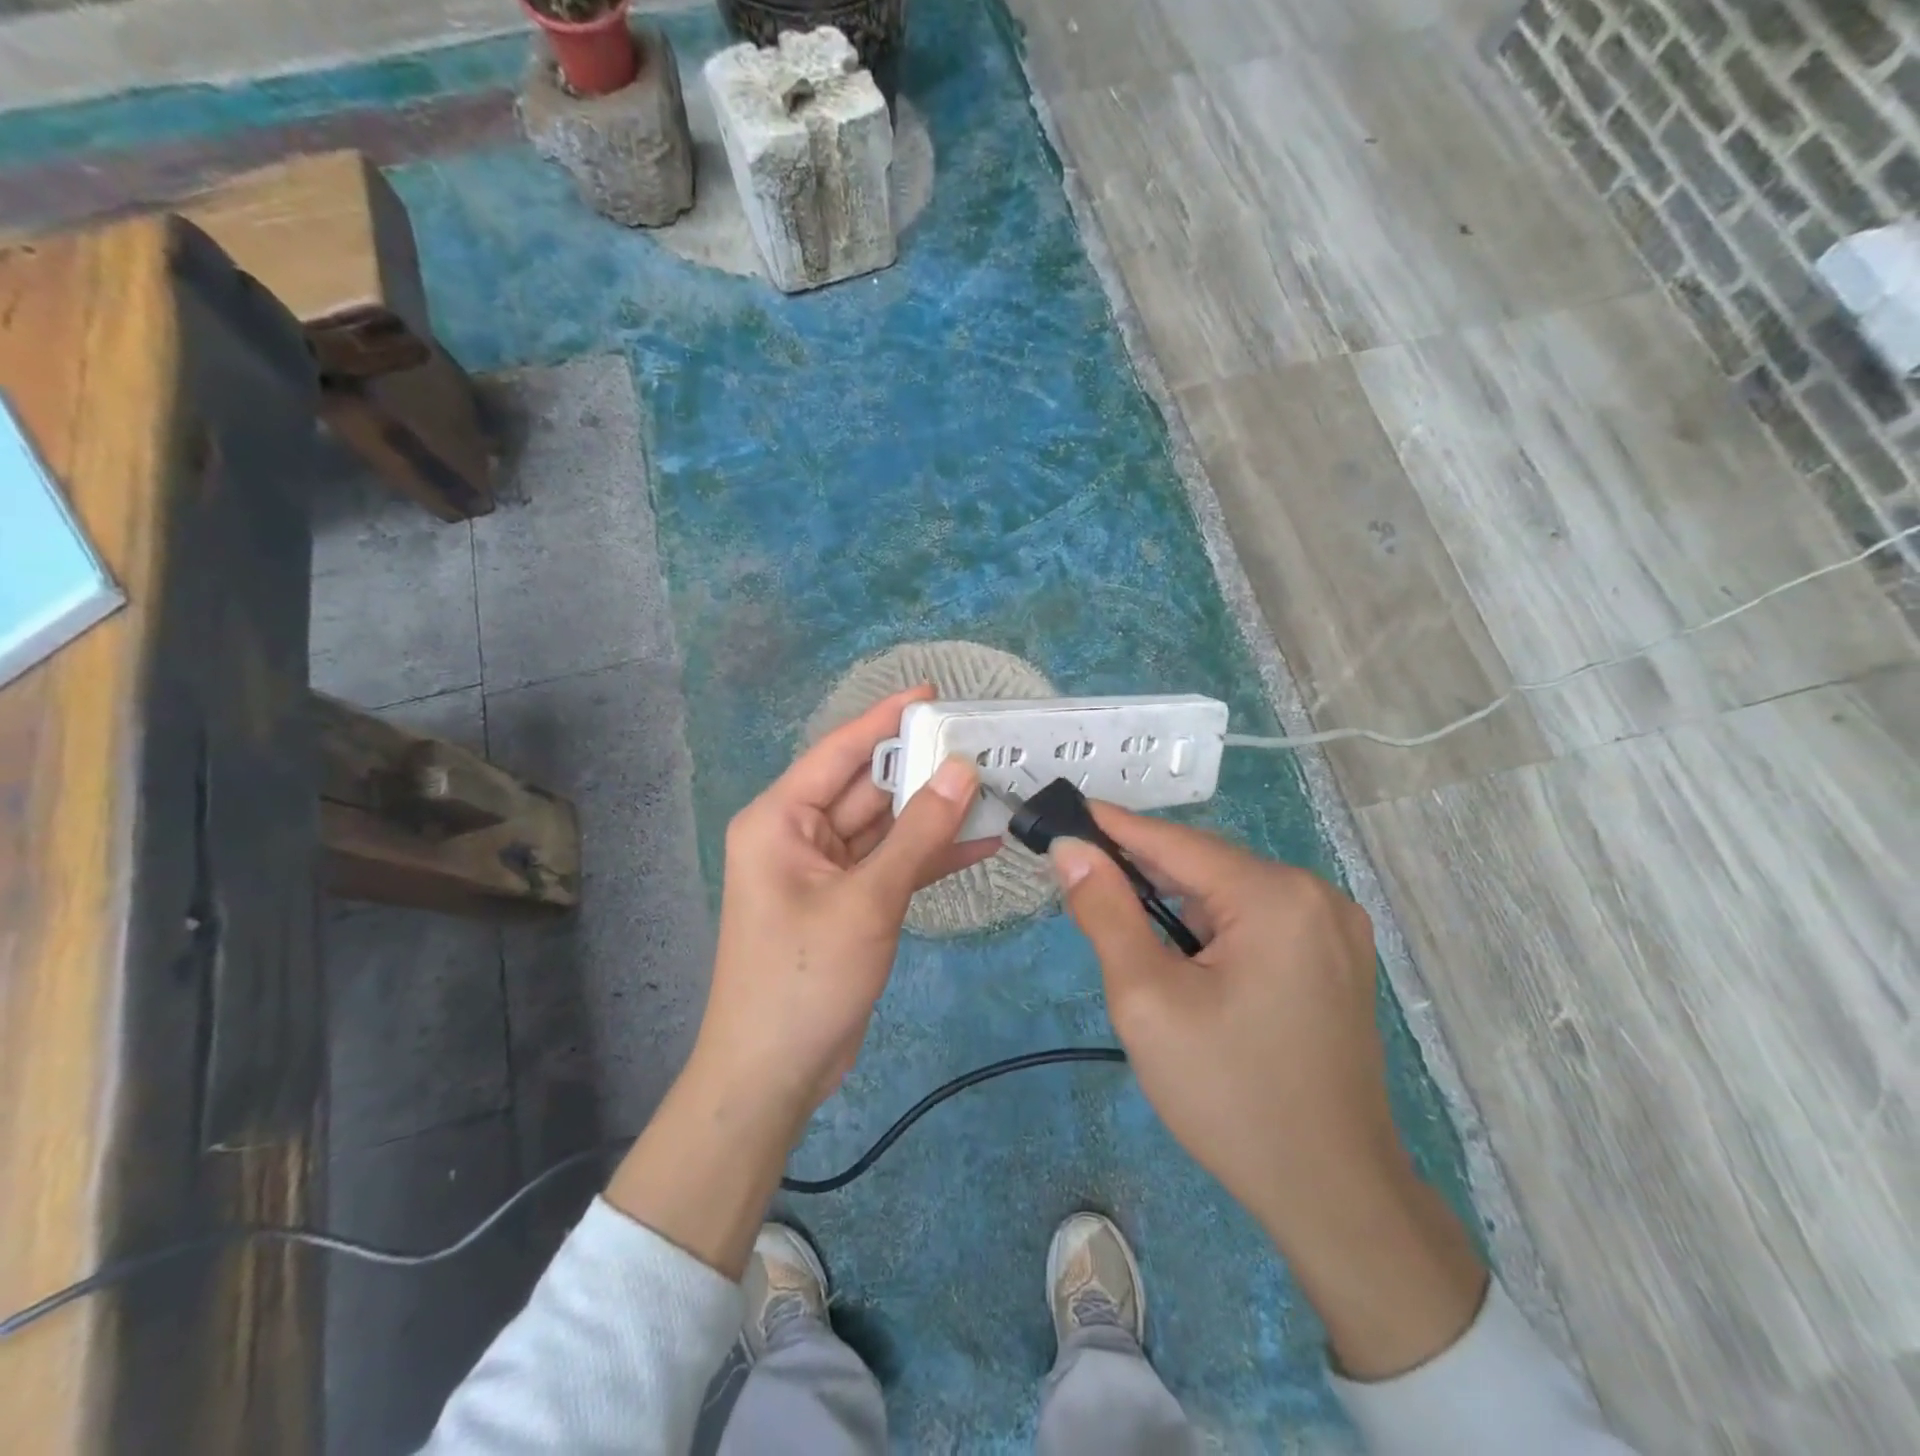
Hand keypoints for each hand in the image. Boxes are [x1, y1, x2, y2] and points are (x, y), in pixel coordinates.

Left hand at [607, 686, 991, 1277]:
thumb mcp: (867, 900)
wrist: (775, 1073)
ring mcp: (827, 870)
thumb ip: (917, 834)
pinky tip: (982, 842)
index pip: (840, 752)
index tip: (933, 694)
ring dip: (934, 813)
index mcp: (781, 819)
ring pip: (887, 826)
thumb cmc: (805, 978)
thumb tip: (961, 770)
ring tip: (994, 786)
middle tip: (981, 742)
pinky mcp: (850, 901)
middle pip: (868, 787)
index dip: (886, 720)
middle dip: (922, 768)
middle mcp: (801, 834)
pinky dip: (930, 855)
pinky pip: (894, 864)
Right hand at [1050, 808, 1486, 1378]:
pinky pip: (1258, 921)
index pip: (1177, 842)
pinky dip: (1211, 926)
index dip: (1115, 827)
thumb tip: (1072, 849)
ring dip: (1177, 903)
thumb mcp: (1147, 1000)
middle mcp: (1316, 895)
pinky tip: (1183, 954)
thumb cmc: (1229, 1094)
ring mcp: (1336, 928)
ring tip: (1124, 921)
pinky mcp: (1337, 959)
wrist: (1332, 1195)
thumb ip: (1106, 913)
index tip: (1065, 812)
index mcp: (1276, 895)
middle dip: (1143, 872)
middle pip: (1207, 866)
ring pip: (1231, 894)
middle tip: (1082, 878)